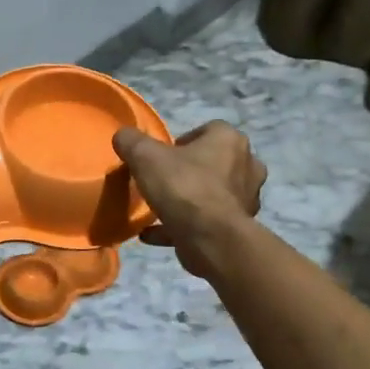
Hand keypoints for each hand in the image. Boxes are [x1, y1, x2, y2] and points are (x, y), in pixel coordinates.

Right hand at [111, 122, 265, 276]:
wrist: (210, 238)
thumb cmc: (182, 187)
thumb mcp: (145, 157)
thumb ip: (132, 141)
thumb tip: (122, 135)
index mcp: (230, 140)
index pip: (209, 130)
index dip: (184, 141)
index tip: (162, 156)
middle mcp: (246, 165)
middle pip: (214, 162)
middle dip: (190, 170)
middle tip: (163, 180)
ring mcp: (245, 198)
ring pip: (212, 193)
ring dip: (189, 199)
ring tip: (159, 208)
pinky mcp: (238, 227)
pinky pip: (206, 222)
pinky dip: (182, 225)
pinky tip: (152, 233)